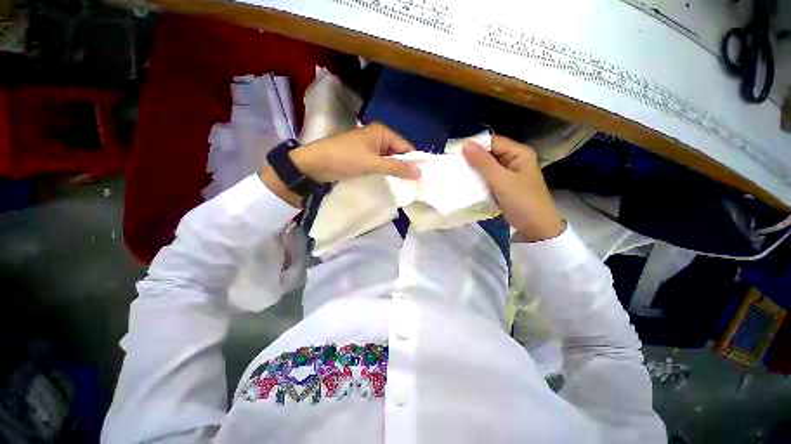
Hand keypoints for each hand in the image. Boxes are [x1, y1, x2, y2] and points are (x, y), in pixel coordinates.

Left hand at [261, 123, 419, 206]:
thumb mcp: (373, 163)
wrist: (316, 165)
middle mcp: (379, 138)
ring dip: (397, 171)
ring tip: (408, 185)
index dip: (415, 161)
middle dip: (406, 167)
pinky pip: (382, 165)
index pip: (406, 146)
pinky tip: (394, 183)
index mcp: (382, 132)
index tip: (423, 177)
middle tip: (416, 184)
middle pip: (399, 153)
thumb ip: (397, 167)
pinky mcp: (365, 158)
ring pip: (391, 160)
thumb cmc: (345, 159)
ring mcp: (372, 149)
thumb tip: (420, 173)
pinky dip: (388, 173)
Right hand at [463, 135, 563, 241]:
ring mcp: (509, 174)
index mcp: (519, 153)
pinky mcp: (504, 186)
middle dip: (472, 158)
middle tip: (453, 163)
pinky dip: (479, 179)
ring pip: (487, 167)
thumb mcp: (501, 180)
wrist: (536, 228)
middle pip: (490, 153)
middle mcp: (514, 160)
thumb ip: (483, 162)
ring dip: (474, 169)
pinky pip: (488, 178)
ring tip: (457, 172)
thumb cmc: (522, 201)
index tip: (455, 152)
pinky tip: (467, 182)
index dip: (474, 145)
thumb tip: (465, 144)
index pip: (493, 142)